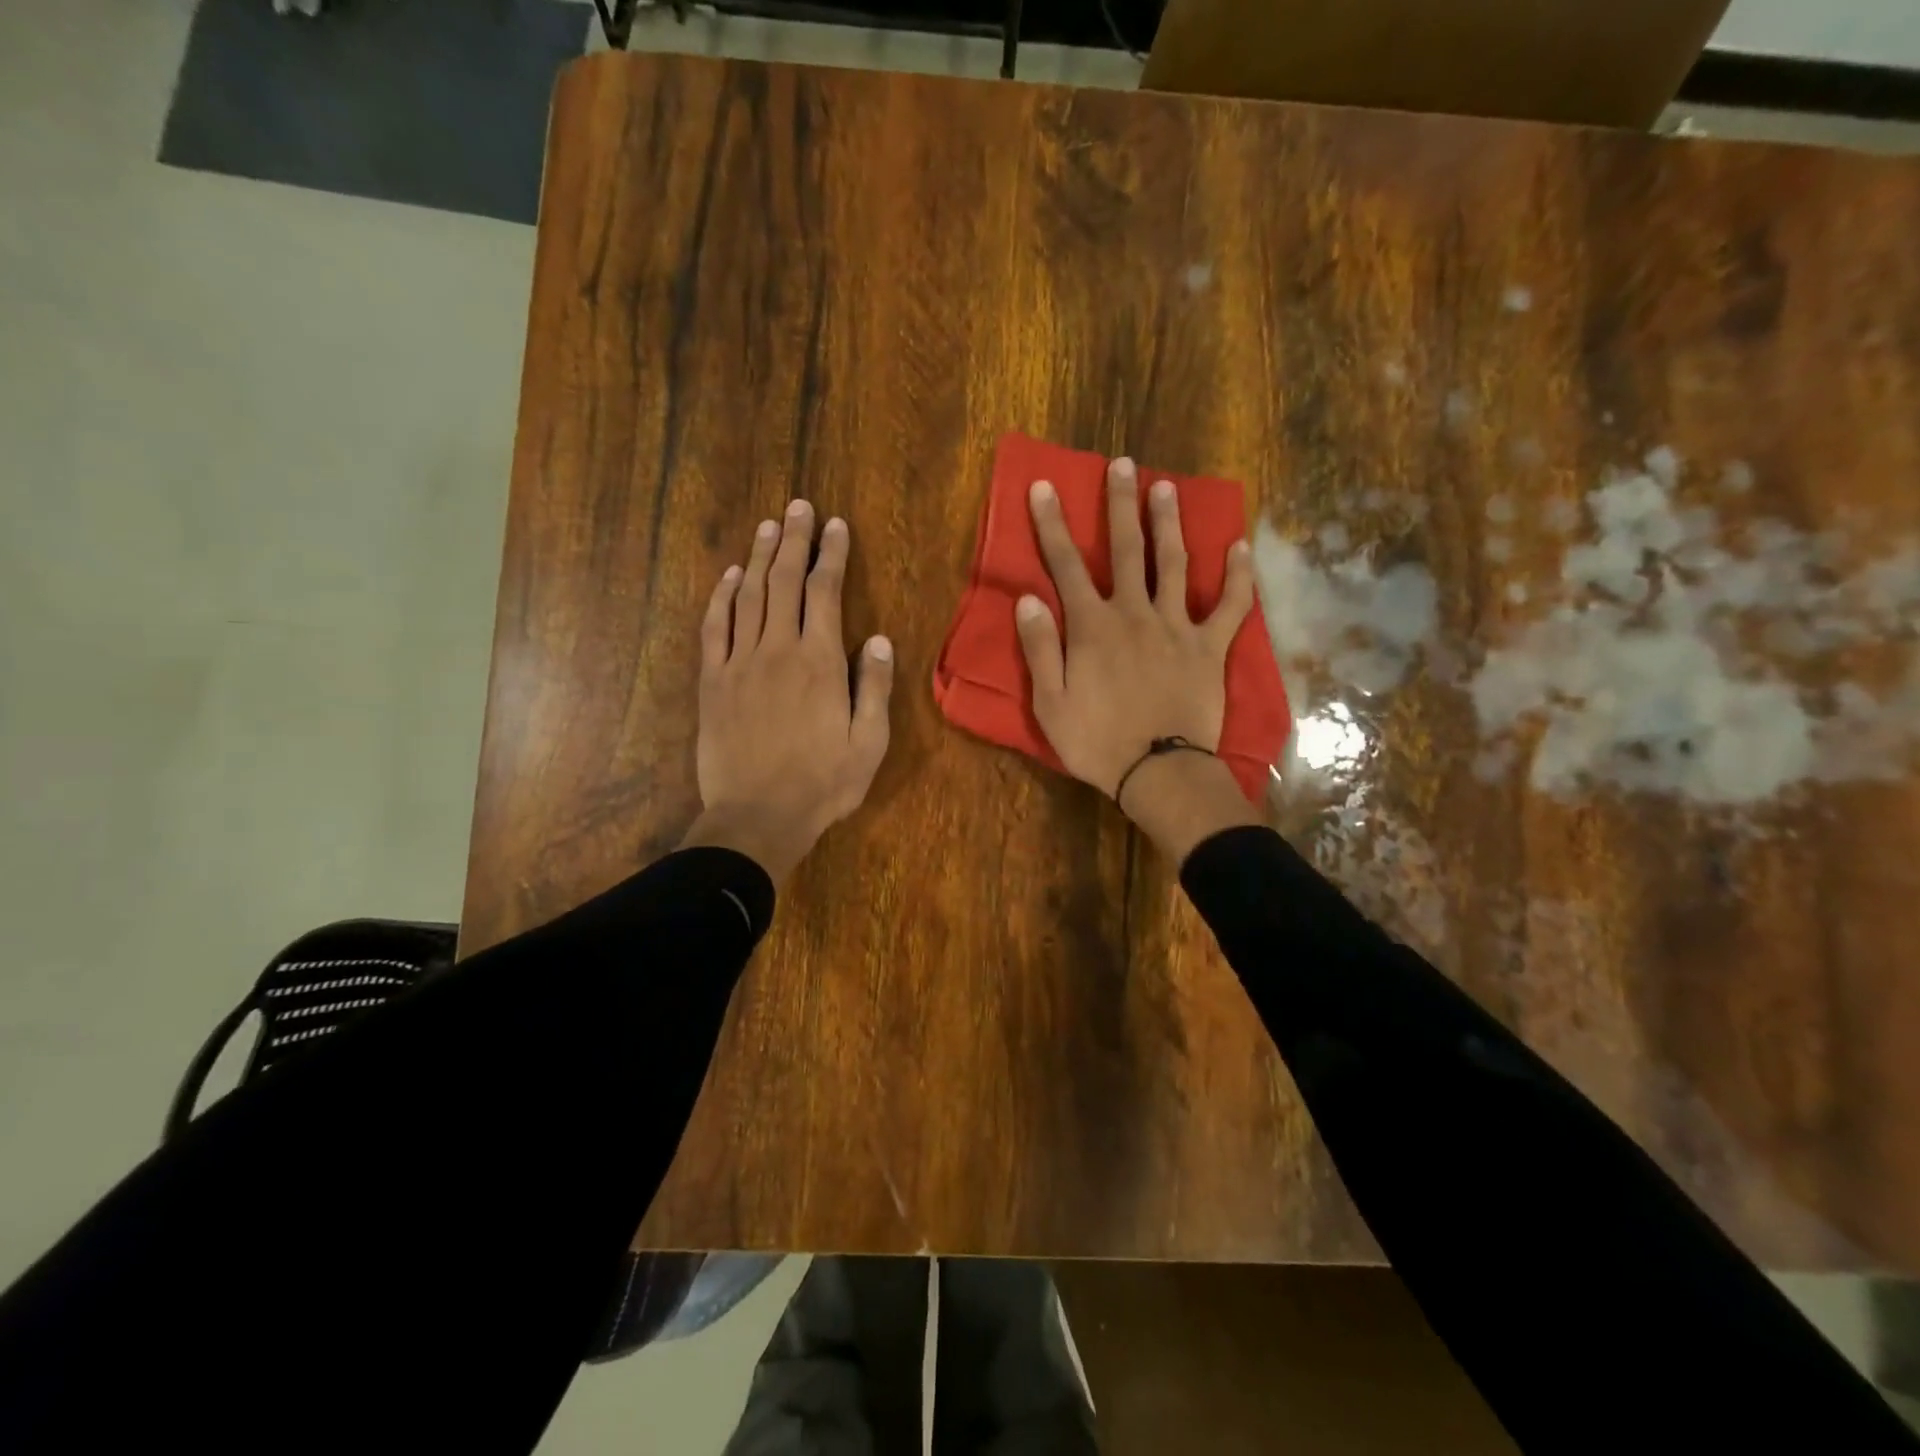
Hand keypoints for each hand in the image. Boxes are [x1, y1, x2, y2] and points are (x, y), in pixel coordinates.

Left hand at [680, 500, 893, 882]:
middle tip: (799, 507)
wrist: (756, 817)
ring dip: (758, 558)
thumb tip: (876, 638)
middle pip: (784, 582)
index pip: (825, 592)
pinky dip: (720, 598)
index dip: (831, 555)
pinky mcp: (712, 682)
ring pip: (748, 597)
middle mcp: (777, 650)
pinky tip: (728, 577)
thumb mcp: (869, 743)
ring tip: (768, 526)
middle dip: (794, 541)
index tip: (835, 525)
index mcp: (819, 663)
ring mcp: (739, 663)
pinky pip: (714, 629)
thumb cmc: (822, 784)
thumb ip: (873, 687)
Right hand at [1017, 458, 1262, 859]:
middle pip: (1125, 549)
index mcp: (1092, 626)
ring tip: (1167, 487)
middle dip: (1120, 504)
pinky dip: (1238, 577)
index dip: (1052, 525)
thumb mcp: (1049, 702)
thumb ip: (1039, 647)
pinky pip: (1231, 606)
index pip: (1065, 565)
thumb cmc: (1096, 741)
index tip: (1044, 486)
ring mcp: (1177, 627)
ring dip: (1169, 524)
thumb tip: (1029, 598)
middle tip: (1123, 464)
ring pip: (1174, 564)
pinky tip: (1241, 546)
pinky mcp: (1210, 647)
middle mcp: (1134, 613)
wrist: (1158, 771)